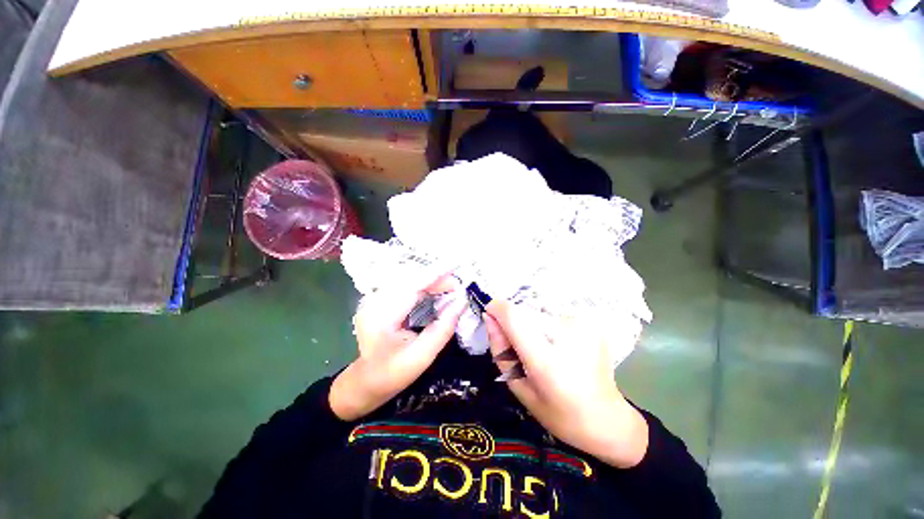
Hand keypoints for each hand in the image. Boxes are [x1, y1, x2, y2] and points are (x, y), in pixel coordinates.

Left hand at [329, 272, 467, 420]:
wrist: (366, 381)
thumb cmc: (393, 374)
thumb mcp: (422, 356)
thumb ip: (443, 329)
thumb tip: (462, 302)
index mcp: (380, 318)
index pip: (411, 288)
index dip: (435, 276)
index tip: (456, 273)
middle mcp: (373, 302)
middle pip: (410, 280)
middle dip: (436, 279)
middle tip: (457, 287)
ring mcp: (374, 298)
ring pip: (408, 280)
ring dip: (431, 281)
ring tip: (450, 287)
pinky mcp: (379, 299)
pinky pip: (405, 286)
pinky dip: (423, 286)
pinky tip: (435, 290)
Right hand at [484, 301, 648, 467]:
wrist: (607, 418)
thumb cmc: (558, 413)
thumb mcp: (520, 388)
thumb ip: (501, 350)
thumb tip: (489, 318)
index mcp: (547, 362)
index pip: (514, 317)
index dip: (497, 309)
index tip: (490, 314)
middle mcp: (567, 337)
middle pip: (525, 312)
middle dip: (515, 322)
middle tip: (522, 347)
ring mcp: (582, 326)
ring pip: (539, 311)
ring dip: (533, 325)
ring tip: (544, 349)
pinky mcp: (589, 322)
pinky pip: (555, 315)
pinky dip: (549, 326)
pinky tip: (560, 347)